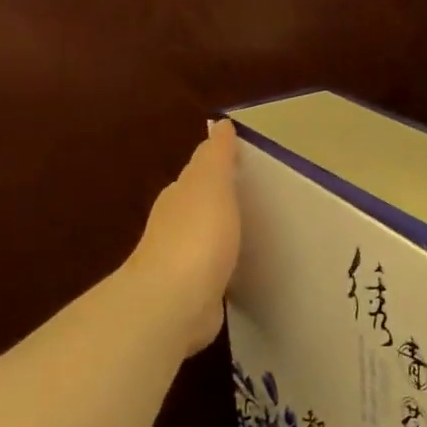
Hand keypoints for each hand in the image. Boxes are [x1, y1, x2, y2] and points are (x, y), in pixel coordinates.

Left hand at [128, 119, 240, 357]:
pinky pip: (212, 272)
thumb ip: (217, 156)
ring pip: (205, 240)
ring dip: (221, 235)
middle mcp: (174, 227)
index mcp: (179, 197)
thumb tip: (220, 124)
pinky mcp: (192, 294)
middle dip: (219, 201)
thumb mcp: (211, 185)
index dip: (218, 167)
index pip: (198, 175)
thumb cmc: (197, 236)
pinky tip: (238, 270)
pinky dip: (222, 266)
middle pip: (199, 207)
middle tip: (251, 196)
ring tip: (250, 233)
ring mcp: (181, 263)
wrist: (174, 302)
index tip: (243, 164)